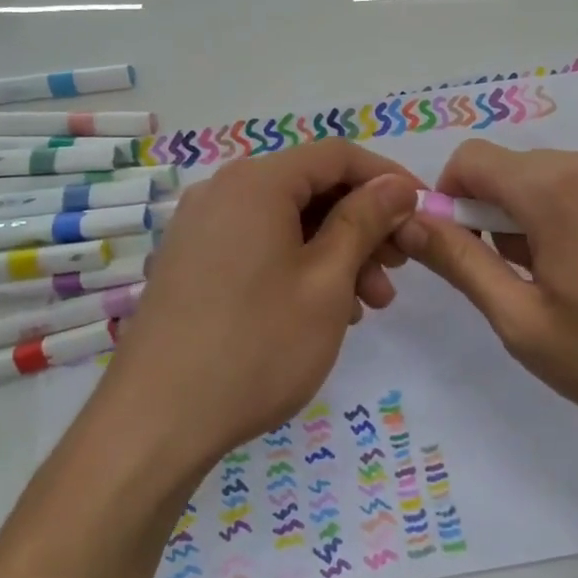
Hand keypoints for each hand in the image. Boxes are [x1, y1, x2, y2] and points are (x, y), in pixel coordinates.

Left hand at [97, 141, 421, 475]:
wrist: (155, 423)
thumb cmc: (256, 345)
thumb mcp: (327, 281)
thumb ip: (364, 221)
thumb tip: (396, 186)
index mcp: (256, 182)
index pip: (337, 155)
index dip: (387, 178)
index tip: (422, 213)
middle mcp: (223, 191)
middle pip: (310, 187)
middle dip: (363, 223)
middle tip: (397, 270)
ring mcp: (200, 227)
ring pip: (286, 221)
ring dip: (335, 251)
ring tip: (368, 304)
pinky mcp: (190, 262)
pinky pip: (258, 244)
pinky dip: (298, 265)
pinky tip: (323, 310)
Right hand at [393, 143, 577, 442]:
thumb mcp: (523, 322)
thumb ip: (458, 262)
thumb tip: (409, 221)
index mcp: (553, 187)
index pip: (471, 158)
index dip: (451, 197)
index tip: (466, 247)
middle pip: (521, 170)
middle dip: (504, 215)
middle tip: (529, 280)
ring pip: (567, 178)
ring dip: (552, 216)